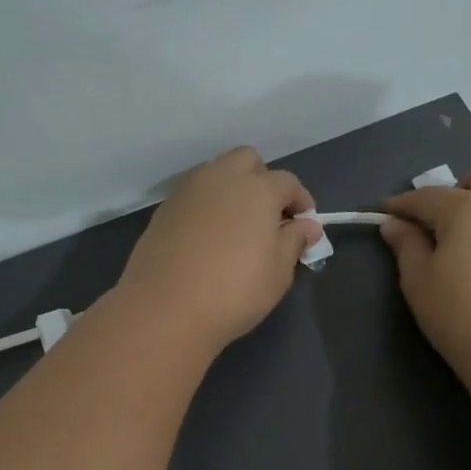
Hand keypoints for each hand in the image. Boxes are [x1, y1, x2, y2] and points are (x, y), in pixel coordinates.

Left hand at [113, 147, 321, 356]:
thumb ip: (294, 242)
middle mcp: (221, 178)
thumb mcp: (278, 273)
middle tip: (267, 216)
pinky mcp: (163, 210)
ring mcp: (188, 191)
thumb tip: (306, 226)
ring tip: (237, 227)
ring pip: (216, 173)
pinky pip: (193, 195)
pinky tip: (208, 238)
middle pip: (247, 161)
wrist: (165, 309)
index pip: (287, 182)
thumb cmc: (234, 292)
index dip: (300, 201)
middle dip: (262, 180)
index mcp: (257, 189)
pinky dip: (206, 206)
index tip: (304, 225)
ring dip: (231, 189)